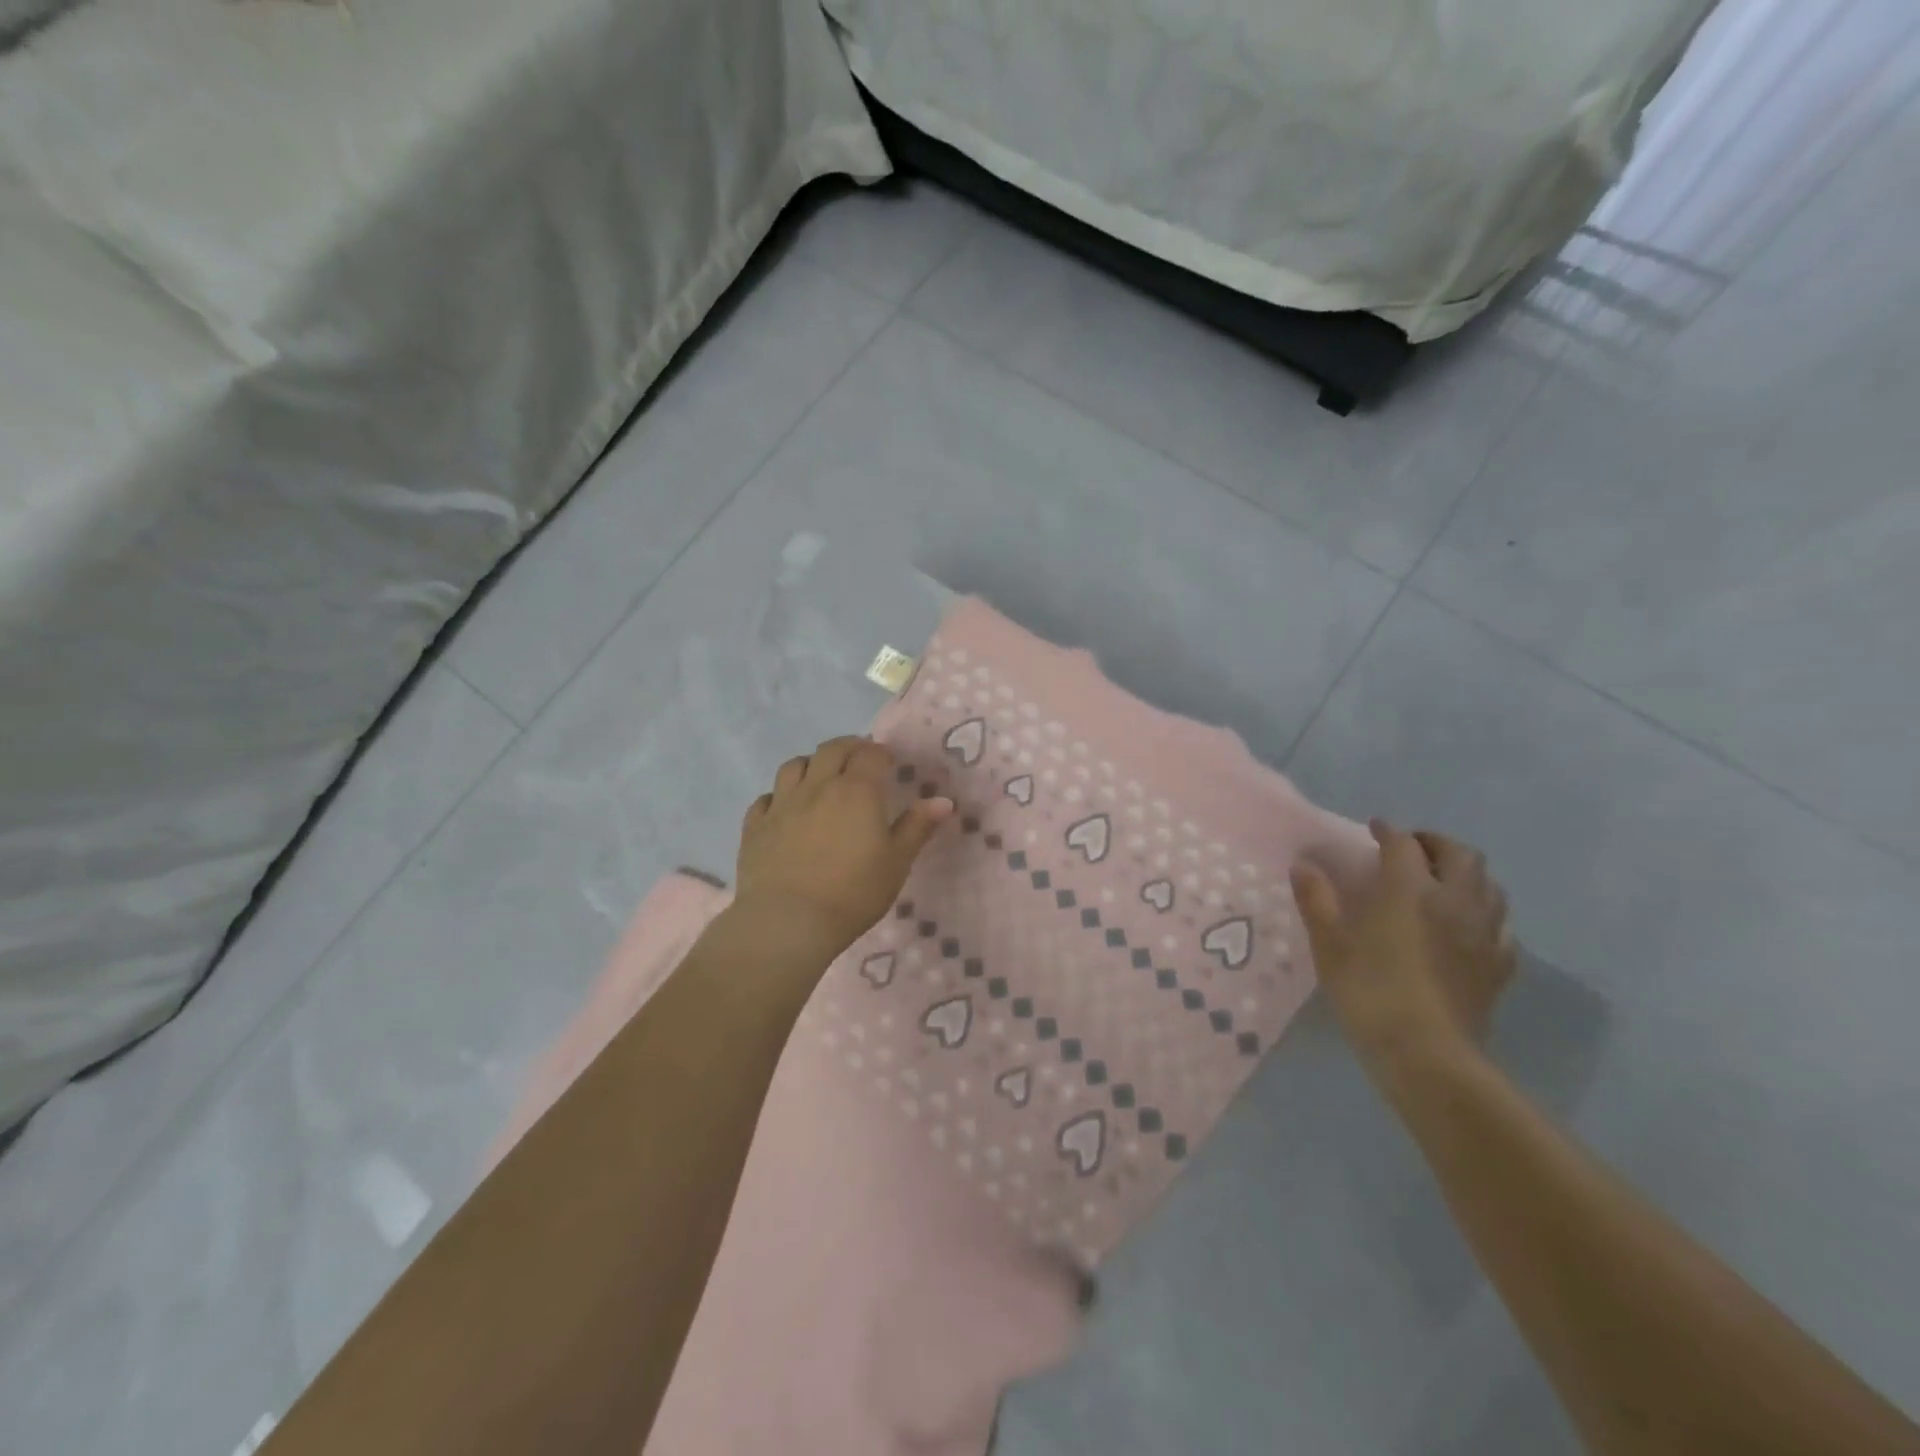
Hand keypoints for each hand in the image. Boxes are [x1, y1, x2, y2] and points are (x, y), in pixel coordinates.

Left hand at [733, 737, 951, 960]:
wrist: (788, 921)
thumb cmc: (853, 893)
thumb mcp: (896, 863)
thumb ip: (917, 827)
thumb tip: (943, 801)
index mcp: (857, 791)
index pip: (870, 754)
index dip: (881, 754)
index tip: (889, 764)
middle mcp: (818, 786)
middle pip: (831, 750)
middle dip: (849, 748)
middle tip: (859, 761)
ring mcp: (781, 804)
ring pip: (794, 765)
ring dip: (812, 764)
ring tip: (821, 777)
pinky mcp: (755, 826)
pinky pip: (766, 797)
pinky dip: (779, 795)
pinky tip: (785, 809)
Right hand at [1290, 820, 1515, 1088]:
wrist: (1427, 1054)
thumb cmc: (1370, 991)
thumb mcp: (1329, 944)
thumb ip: (1316, 899)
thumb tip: (1304, 865)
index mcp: (1411, 889)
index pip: (1404, 844)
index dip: (1388, 832)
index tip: (1374, 829)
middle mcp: (1455, 901)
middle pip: (1461, 856)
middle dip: (1436, 844)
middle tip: (1412, 849)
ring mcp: (1484, 934)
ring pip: (1490, 887)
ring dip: (1466, 875)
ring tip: (1442, 883)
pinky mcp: (1499, 966)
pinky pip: (1500, 927)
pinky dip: (1483, 915)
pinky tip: (1466, 929)